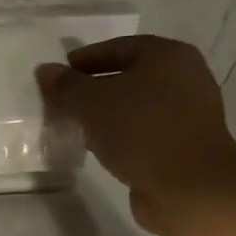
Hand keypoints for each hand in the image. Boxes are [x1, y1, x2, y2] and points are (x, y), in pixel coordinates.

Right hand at [37, 35, 235, 233]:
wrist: (190, 188)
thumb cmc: (141, 130)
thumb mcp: (92, 102)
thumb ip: (66, 85)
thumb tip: (45, 71)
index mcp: (168, 55)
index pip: (118, 47)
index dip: (85, 59)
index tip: (58, 76)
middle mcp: (185, 78)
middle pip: (129, 77)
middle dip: (94, 89)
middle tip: (63, 103)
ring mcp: (189, 114)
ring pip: (137, 106)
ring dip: (107, 115)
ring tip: (76, 127)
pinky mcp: (185, 145)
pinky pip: (145, 131)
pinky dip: (122, 135)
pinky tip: (100, 148)